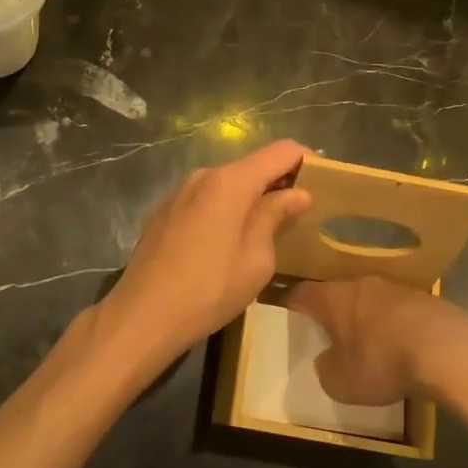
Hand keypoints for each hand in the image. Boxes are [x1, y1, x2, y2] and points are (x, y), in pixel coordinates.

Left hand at [96, 139, 312, 370]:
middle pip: (251, 166)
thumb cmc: (209, 289)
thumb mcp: (256, 259)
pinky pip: (205, 200)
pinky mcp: (163, 212)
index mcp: (230, 182)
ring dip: (250, 198)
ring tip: (268, 229)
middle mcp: (203, 176)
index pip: (280, 151)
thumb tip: (297, 193)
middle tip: (301, 212)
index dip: (306, 159)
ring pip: (226, 184)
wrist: (142, 315)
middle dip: (279, 182)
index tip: (326, 181)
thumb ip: (276, 217)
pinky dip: (225, 210)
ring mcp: (178, 192)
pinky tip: (227, 242)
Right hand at [284, 276, 467, 404]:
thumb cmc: (382, 362)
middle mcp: (361, 284)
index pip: (302, 293)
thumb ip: (326, 369)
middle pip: (338, 293)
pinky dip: (394, 325)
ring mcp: (395, 288)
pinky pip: (399, 310)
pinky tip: (402, 346)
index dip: (292, 302)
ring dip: (366, 317)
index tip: (287, 310)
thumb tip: (327, 361)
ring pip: (370, 299)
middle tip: (329, 331)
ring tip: (367, 341)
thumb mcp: (341, 382)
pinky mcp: (425, 299)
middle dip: (332, 311)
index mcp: (333, 298)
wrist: (446, 350)